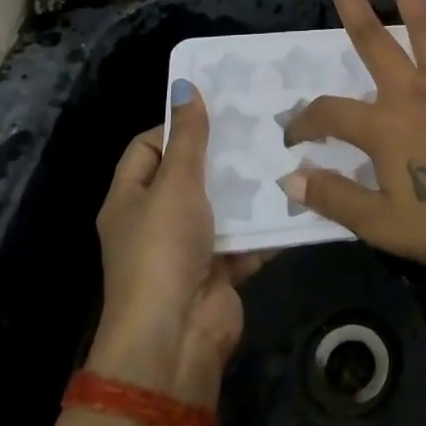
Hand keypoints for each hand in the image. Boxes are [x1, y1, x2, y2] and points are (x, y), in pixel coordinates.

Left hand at [91, 83, 264, 402]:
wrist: (175, 339)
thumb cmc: (163, 250)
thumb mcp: (175, 184)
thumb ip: (188, 137)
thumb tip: (185, 85)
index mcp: (129, 198)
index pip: (147, 147)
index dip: (176, 127)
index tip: (215, 112)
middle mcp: (155, 220)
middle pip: (189, 175)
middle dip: (222, 154)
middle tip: (261, 124)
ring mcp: (188, 248)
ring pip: (222, 205)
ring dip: (249, 187)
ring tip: (285, 151)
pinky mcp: (219, 270)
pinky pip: (245, 237)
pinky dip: (265, 223)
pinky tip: (295, 195)